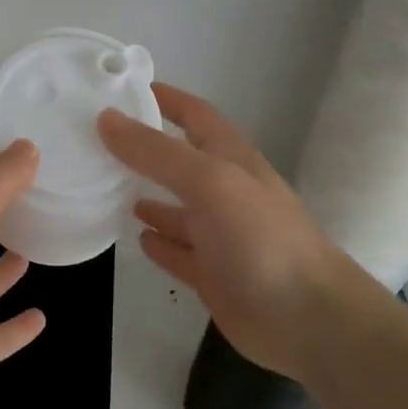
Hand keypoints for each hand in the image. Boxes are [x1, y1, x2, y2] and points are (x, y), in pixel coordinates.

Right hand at [99, 83, 357, 383]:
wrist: (309, 320)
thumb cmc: (261, 238)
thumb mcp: (208, 182)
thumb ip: (156, 152)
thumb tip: (106, 118)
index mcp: (230, 159)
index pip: (195, 114)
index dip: (165, 98)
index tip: (124, 88)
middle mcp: (225, 191)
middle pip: (180, 160)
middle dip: (145, 148)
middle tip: (97, 141)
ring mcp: (221, 235)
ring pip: (177, 207)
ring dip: (148, 195)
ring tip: (107, 187)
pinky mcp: (214, 275)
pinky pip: (179, 251)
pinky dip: (159, 241)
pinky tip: (136, 236)